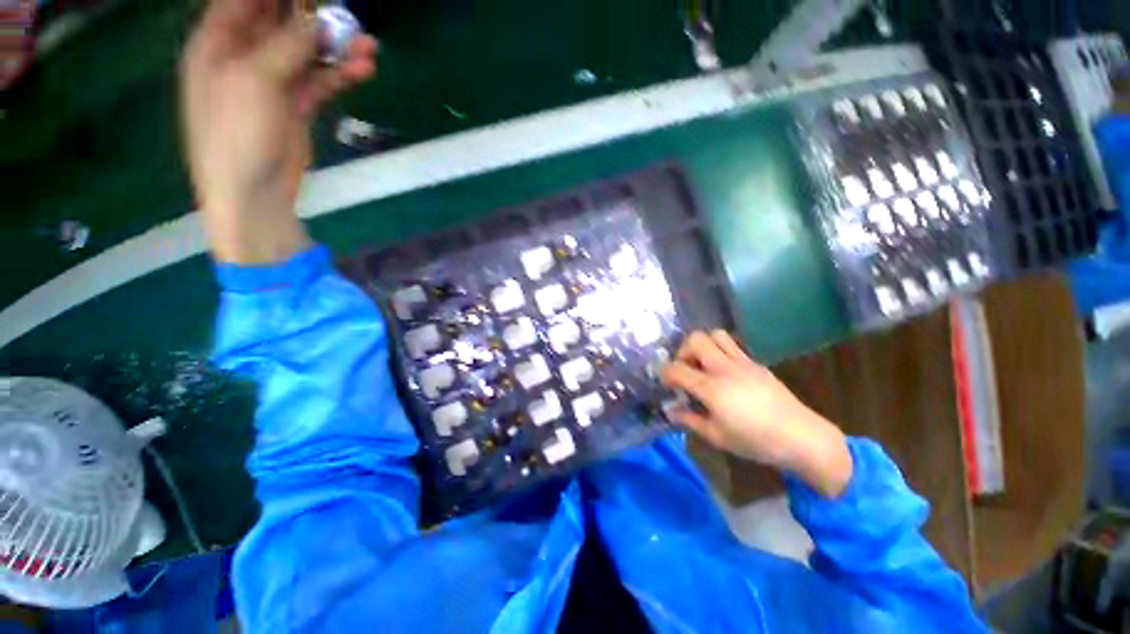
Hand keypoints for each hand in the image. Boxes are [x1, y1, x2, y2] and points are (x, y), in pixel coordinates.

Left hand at [180, 0, 376, 263]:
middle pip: (279, 21)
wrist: (254, 193)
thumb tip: (318, 20)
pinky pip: (320, 81)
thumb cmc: (236, 133)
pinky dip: (340, 75)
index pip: (244, 1)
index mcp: (217, 42)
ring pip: (306, 53)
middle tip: (346, 14)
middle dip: (312, 15)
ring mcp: (271, 81)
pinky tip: (363, 70)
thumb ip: (286, 45)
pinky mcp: (295, 105)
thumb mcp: (254, 80)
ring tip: (368, 46)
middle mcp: (242, 55)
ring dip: (336, 48)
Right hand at [662, 331, 852, 497]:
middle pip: (696, 339)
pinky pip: (732, 346)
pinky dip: (720, 352)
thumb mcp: (717, 436)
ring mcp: (742, 362)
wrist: (802, 437)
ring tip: (703, 364)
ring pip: (716, 335)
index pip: (677, 369)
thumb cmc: (755, 441)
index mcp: (712, 388)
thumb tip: (670, 410)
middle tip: (685, 368)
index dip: (664, 373)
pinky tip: (724, 373)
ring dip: (703, 345)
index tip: (664, 382)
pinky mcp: (756, 363)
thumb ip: (689, 420)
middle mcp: (724, 368)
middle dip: (683, 350)